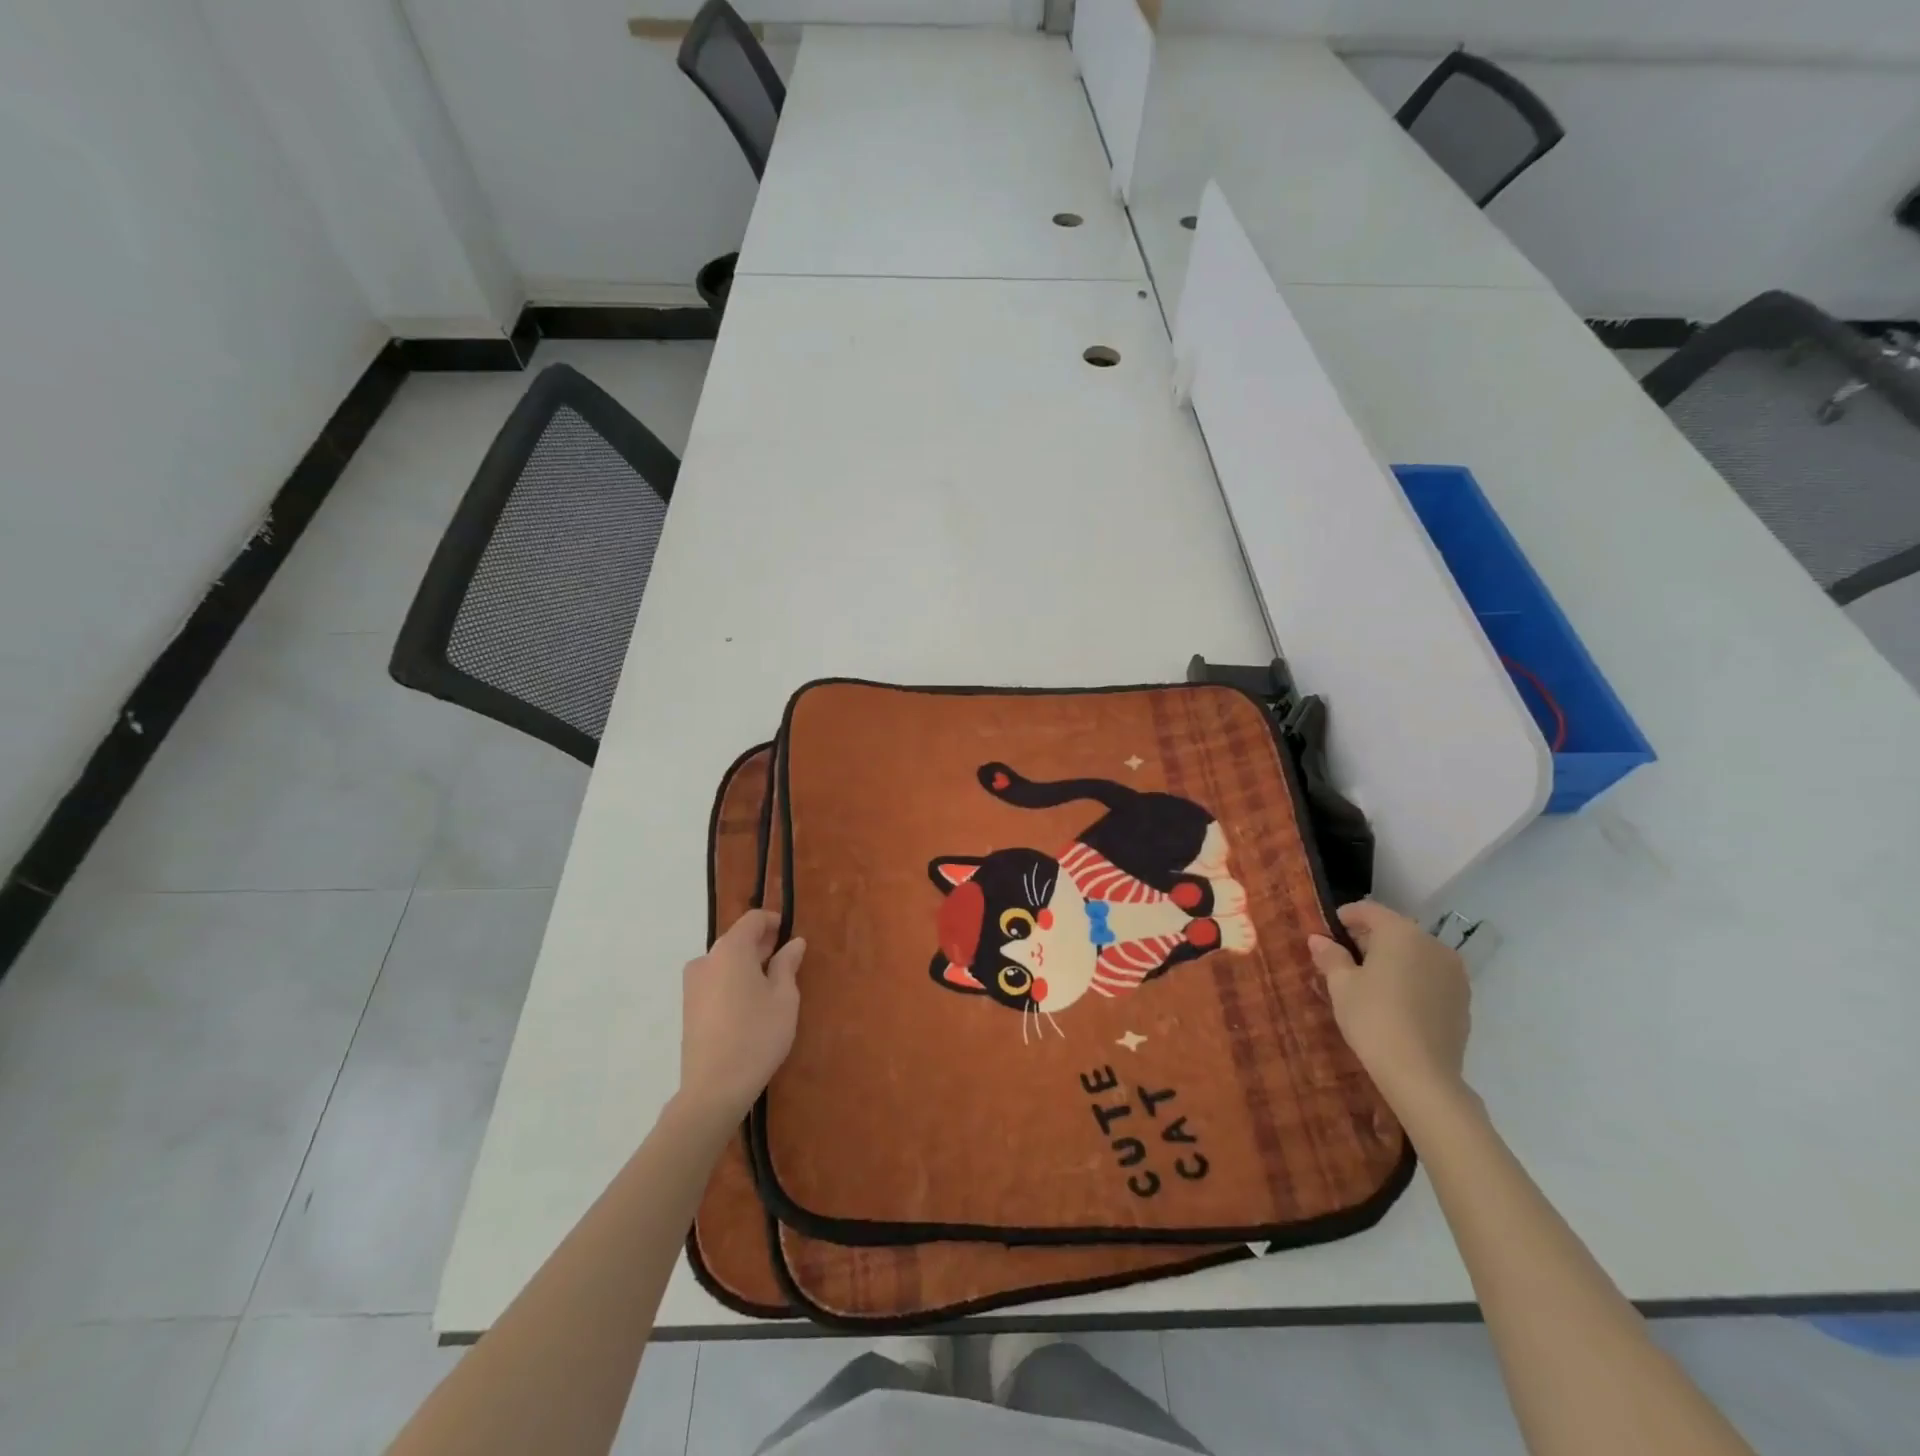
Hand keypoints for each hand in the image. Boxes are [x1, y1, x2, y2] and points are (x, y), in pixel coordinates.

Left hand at [678, 909, 804, 1122]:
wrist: (714, 1089)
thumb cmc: (757, 1036)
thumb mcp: (784, 997)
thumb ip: (788, 964)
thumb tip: (793, 943)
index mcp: (730, 950)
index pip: (753, 920)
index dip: (774, 922)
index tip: (791, 935)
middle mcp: (706, 959)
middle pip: (737, 939)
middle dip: (762, 944)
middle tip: (787, 962)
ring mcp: (692, 984)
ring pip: (725, 961)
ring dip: (747, 964)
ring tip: (770, 986)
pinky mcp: (688, 1007)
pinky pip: (715, 980)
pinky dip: (733, 981)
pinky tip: (750, 1005)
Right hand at [1308, 901, 1469, 1110]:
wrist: (1422, 1075)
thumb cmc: (1373, 1018)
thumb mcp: (1341, 985)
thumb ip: (1330, 956)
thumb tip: (1319, 939)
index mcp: (1401, 933)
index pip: (1369, 910)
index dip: (1345, 917)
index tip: (1327, 933)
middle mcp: (1433, 944)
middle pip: (1394, 930)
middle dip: (1368, 940)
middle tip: (1342, 960)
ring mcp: (1454, 973)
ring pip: (1414, 955)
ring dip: (1392, 960)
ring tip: (1369, 984)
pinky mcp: (1463, 1000)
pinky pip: (1430, 977)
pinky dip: (1411, 980)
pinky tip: (1395, 1003)